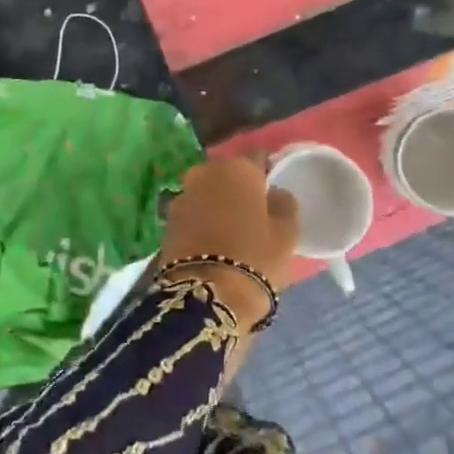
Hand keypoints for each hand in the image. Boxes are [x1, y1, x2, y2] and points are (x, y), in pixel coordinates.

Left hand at [159, 156, 299, 330]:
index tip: (272, 186)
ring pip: (206, 191)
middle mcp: (205, 172)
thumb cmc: (255, 258)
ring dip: (216, 202)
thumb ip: (283, 204)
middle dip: (237, 186)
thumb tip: (275, 193)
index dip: (266, 170)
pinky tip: (211, 238)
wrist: (206, 295)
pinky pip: (192, 212)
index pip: (257, 157)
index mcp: (238, 168)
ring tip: (230, 227)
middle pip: (227, 173)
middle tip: (251, 209)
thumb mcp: (286, 233)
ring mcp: (182, 195)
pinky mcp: (166, 220)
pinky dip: (201, 219)